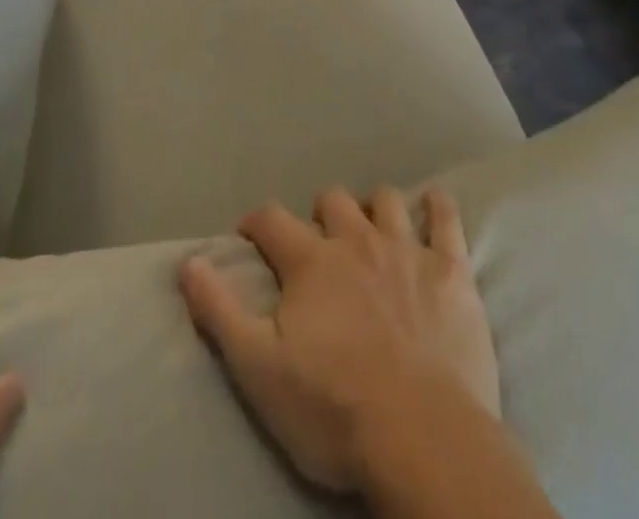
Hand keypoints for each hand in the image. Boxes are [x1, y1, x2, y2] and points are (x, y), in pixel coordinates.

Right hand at [179, 186, 498, 493]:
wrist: (422, 438)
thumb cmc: (334, 409)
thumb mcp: (259, 369)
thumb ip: (220, 311)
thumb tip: (188, 261)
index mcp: (311, 261)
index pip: (271, 219)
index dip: (256, 222)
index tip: (249, 236)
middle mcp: (357, 239)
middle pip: (333, 199)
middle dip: (320, 214)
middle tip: (318, 244)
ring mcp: (407, 249)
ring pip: (386, 200)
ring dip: (374, 208)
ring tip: (372, 231)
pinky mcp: (451, 269)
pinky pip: (446, 218)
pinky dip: (437, 207)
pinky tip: (433, 208)